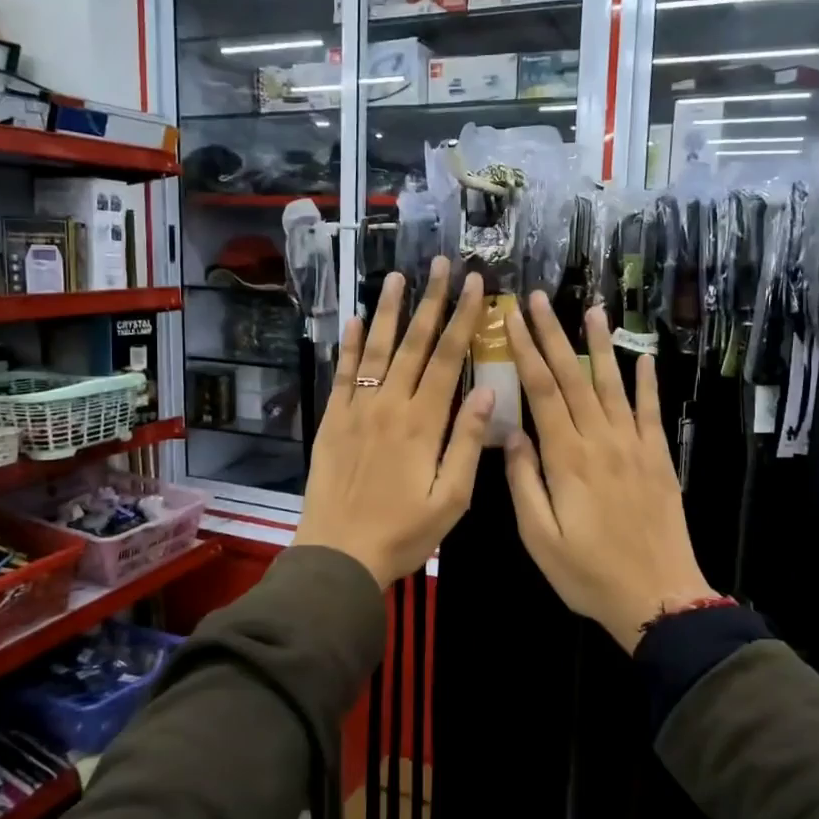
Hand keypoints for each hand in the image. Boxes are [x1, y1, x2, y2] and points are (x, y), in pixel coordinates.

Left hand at [294, 258, 493, 588]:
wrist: (338, 554)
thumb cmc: (403, 532)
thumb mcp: (451, 498)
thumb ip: (468, 442)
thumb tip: (486, 390)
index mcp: (424, 422)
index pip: (449, 358)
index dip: (464, 318)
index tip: (475, 285)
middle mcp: (390, 404)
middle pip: (415, 343)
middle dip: (432, 301)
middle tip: (441, 264)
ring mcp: (357, 409)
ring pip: (376, 349)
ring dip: (391, 311)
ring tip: (399, 277)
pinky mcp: (332, 420)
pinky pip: (343, 373)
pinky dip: (349, 344)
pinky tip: (355, 320)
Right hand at [501, 292, 717, 651]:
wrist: (659, 597)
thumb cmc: (588, 573)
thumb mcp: (539, 538)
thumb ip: (523, 482)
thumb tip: (511, 432)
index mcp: (567, 459)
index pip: (542, 391)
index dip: (526, 351)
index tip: (511, 319)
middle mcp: (601, 441)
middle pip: (573, 376)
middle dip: (553, 334)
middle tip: (538, 299)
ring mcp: (634, 446)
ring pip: (613, 384)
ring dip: (600, 344)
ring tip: (591, 308)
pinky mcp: (658, 458)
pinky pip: (651, 411)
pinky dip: (647, 382)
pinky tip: (644, 357)